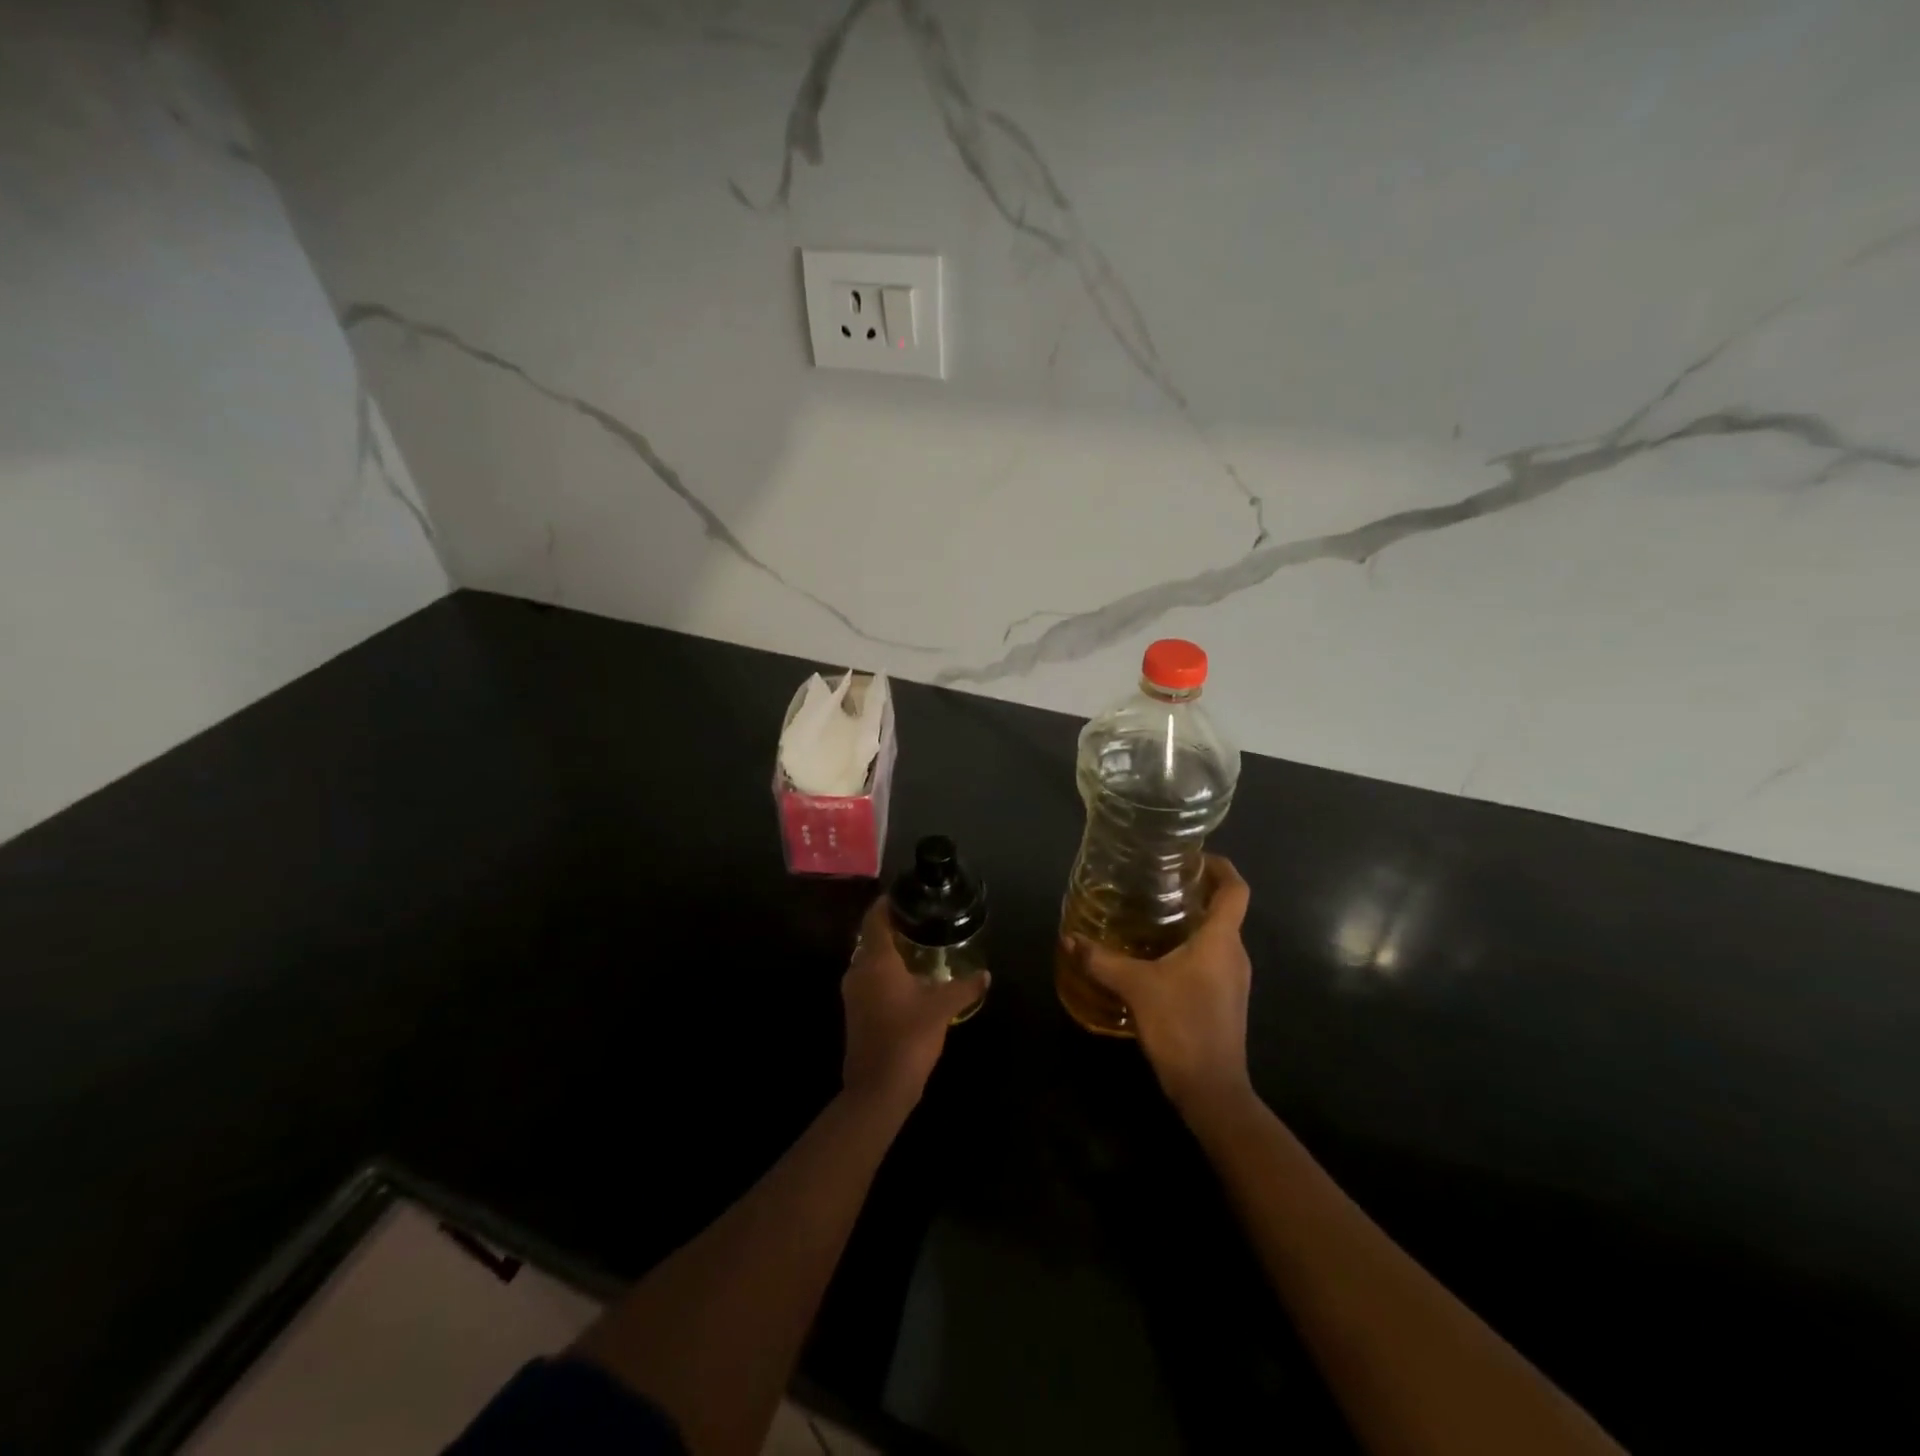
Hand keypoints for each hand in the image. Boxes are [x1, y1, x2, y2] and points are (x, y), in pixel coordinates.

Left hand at [841, 897, 986, 1107]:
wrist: (877, 1089)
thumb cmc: (908, 1038)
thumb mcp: (942, 1009)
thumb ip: (964, 987)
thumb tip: (985, 974)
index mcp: (876, 961)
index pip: (874, 919)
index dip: (886, 904)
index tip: (904, 895)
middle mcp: (858, 971)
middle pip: (870, 938)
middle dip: (891, 927)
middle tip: (919, 921)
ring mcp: (853, 993)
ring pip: (868, 960)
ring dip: (887, 951)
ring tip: (917, 947)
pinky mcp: (855, 1012)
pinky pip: (868, 979)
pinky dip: (884, 972)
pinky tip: (908, 980)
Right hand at [1066, 855, 1254, 1117]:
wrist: (1211, 1090)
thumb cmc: (1182, 1026)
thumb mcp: (1136, 987)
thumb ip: (1102, 960)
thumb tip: (1069, 938)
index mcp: (1222, 940)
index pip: (1236, 889)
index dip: (1221, 867)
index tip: (1194, 856)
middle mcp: (1234, 954)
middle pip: (1225, 910)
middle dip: (1196, 891)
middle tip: (1158, 882)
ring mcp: (1233, 980)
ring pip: (1216, 936)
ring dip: (1191, 921)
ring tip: (1152, 915)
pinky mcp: (1224, 1000)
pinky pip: (1210, 959)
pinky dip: (1189, 948)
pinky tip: (1156, 957)